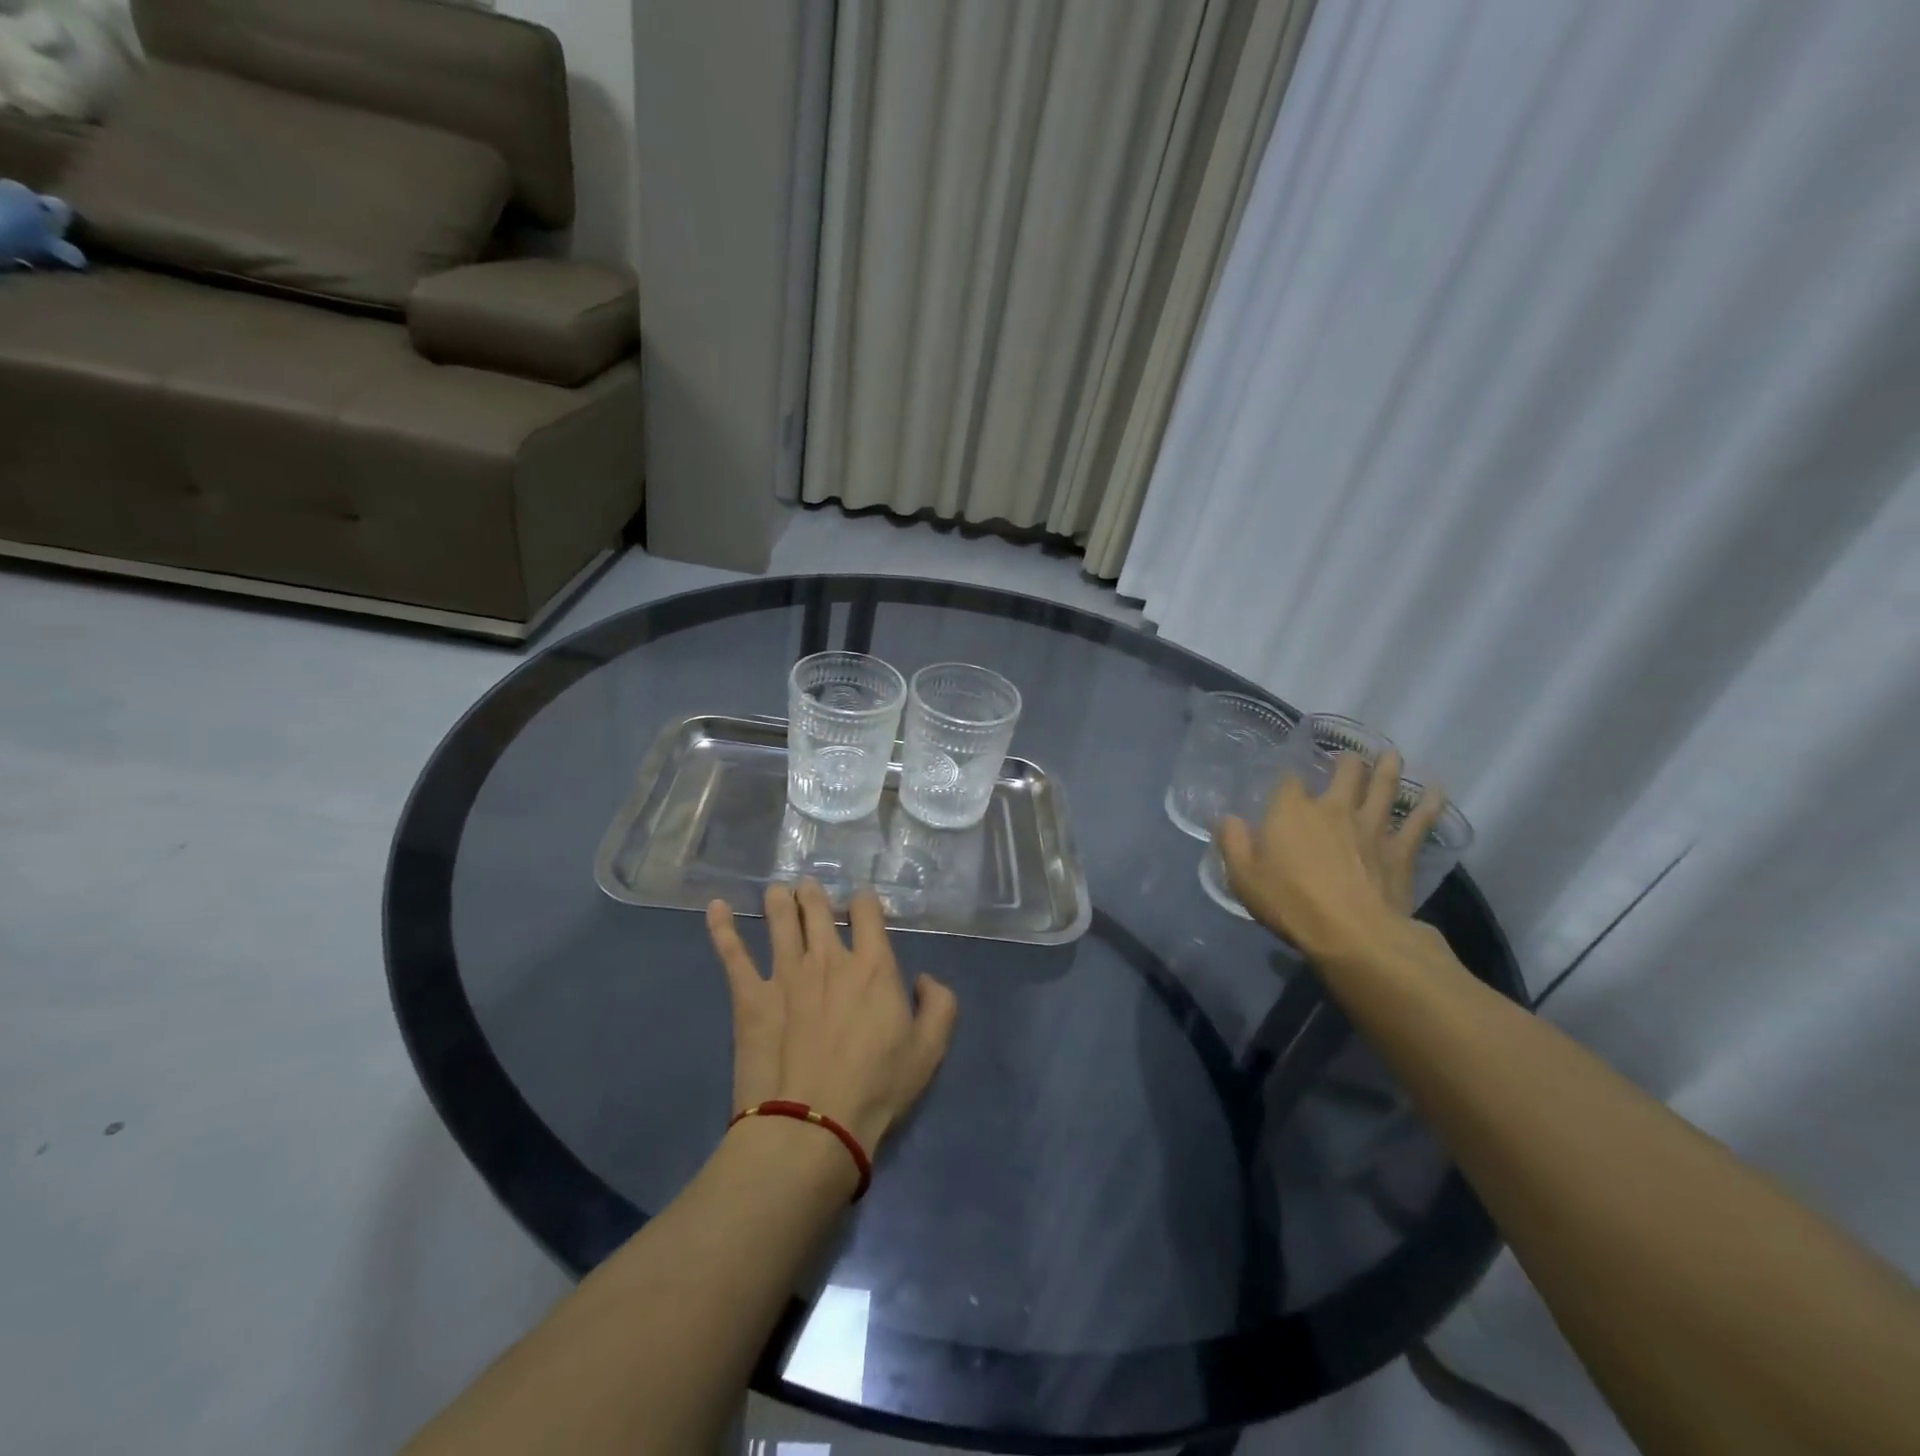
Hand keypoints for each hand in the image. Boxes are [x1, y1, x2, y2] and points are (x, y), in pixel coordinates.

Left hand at [706, 880, 957, 1156]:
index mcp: (872, 965)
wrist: (811, 1125)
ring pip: (778, 920)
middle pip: (816, 908)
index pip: (866, 911)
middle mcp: (827, 958)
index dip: (864, 901)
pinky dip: (722, 927)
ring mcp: (785, 974)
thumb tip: (926, 979)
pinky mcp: (750, 997)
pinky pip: (732, 954)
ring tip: (777, 891)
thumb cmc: (876, 1088)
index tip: (861, 904)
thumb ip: (939, 1005)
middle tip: (808, 887)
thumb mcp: (929, 1051)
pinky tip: (716, 907)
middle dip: (813, 893)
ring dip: (778, 900)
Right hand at [1218, 749, 1447, 963]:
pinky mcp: (1400, 850)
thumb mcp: (1243, 877)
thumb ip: (1233, 843)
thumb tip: (1228, 818)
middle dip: (1346, 761)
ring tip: (1391, 753)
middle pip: (1344, 773)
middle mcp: (1333, 808)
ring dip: (1387, 767)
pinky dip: (1430, 803)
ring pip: (1383, 787)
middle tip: (1349, 755)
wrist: (1353, 934)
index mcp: (1291, 811)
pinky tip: (1437, 789)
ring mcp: (1371, 826)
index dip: (1289, 775)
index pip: (1289, 780)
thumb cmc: (1290, 904)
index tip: (1289, 776)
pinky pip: (1419, 821)